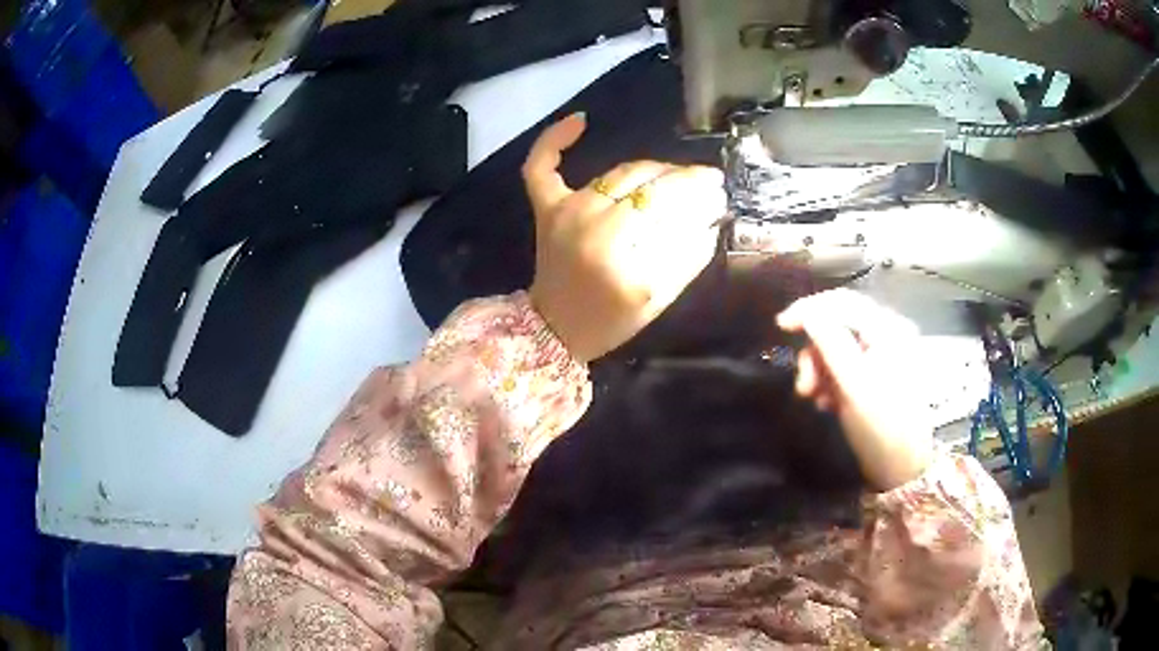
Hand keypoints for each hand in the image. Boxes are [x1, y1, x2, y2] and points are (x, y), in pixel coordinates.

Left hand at [523, 113, 726, 361]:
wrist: (556, 329)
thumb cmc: (611, 320)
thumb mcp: (659, 298)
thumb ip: (688, 255)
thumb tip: (711, 215)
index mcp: (618, 253)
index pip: (668, 202)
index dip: (698, 190)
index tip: (718, 189)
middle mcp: (589, 223)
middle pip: (646, 181)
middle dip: (682, 178)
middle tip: (705, 182)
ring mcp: (564, 211)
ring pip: (618, 171)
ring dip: (651, 168)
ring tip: (675, 175)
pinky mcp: (546, 207)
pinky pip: (541, 166)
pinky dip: (555, 140)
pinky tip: (581, 120)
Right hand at [777, 289, 933, 490]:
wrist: (901, 467)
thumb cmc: (881, 425)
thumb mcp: (853, 384)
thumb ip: (831, 343)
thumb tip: (808, 312)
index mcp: (888, 329)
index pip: (843, 302)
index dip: (809, 308)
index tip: (780, 326)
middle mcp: (886, 334)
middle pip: (838, 323)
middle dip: (815, 350)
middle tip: (803, 383)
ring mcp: (881, 355)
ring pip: (837, 346)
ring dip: (819, 369)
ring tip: (812, 397)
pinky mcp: (874, 375)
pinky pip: (843, 365)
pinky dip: (829, 380)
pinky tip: (826, 403)